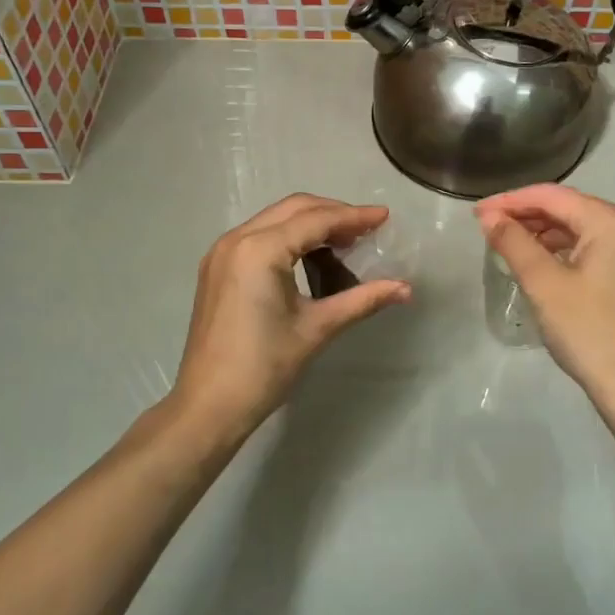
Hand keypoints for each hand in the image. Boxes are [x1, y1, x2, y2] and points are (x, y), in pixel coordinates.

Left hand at [169, 194, 411, 435]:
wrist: (208, 405)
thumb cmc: (264, 367)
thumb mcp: (317, 328)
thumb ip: (362, 300)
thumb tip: (406, 288)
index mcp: (260, 249)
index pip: (316, 220)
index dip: (353, 217)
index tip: (384, 216)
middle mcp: (237, 239)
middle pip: (294, 209)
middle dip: (332, 213)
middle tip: (366, 229)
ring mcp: (221, 252)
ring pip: (275, 219)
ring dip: (310, 223)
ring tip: (345, 242)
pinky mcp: (216, 267)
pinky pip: (259, 236)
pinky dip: (288, 236)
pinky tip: (310, 256)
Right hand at [475, 185, 614, 404]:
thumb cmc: (587, 328)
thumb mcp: (543, 282)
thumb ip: (513, 242)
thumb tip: (489, 216)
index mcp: (609, 221)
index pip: (551, 196)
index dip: (510, 200)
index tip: (477, 213)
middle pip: (566, 208)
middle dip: (524, 214)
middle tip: (487, 226)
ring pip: (576, 229)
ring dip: (540, 232)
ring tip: (506, 242)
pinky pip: (586, 248)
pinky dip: (558, 249)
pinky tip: (536, 261)